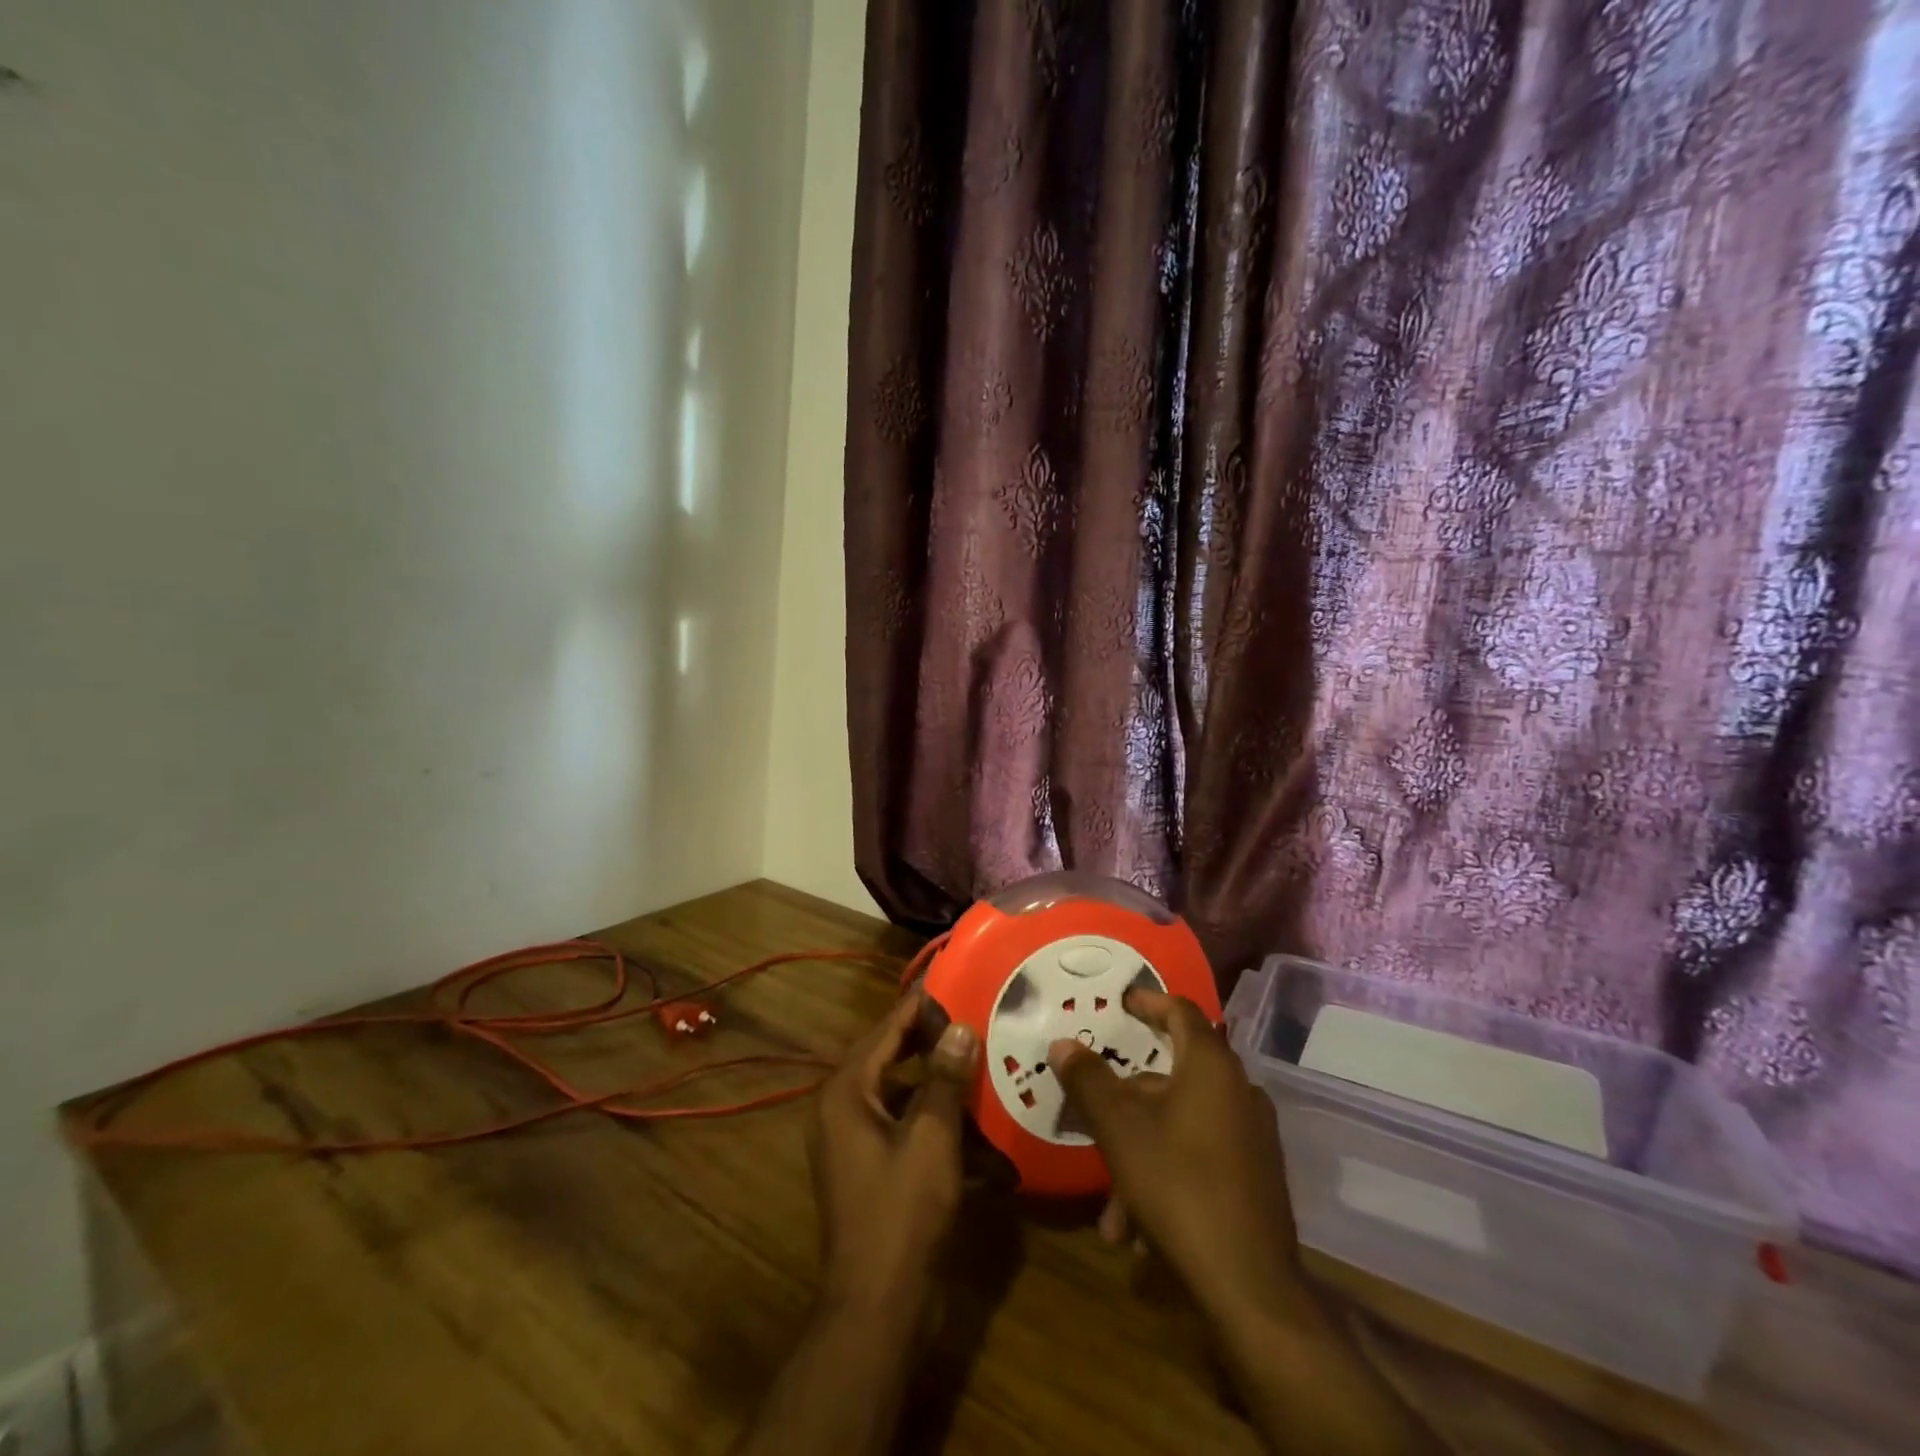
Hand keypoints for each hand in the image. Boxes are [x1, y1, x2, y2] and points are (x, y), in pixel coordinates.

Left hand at [810, 989, 978, 1310]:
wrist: (878, 1309)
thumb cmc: (901, 1213)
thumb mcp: (931, 1139)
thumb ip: (946, 1080)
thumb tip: (959, 1027)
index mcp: (847, 1092)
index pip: (886, 1029)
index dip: (920, 1004)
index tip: (953, 977)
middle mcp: (845, 1109)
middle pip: (894, 1059)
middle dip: (935, 1043)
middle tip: (976, 1015)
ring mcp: (858, 1142)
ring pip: (906, 1096)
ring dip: (943, 1087)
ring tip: (984, 1062)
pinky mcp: (875, 1170)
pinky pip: (909, 1130)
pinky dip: (940, 1126)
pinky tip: (982, 1127)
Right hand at [1047, 987, 1299, 1324]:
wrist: (1251, 1288)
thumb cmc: (1178, 1185)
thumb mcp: (1119, 1128)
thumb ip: (1088, 1079)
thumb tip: (1063, 1043)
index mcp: (1211, 1066)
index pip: (1180, 1011)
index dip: (1148, 1001)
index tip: (1121, 1001)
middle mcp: (1238, 1091)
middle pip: (1171, 1078)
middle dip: (1126, 1103)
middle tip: (1094, 1115)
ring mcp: (1252, 1137)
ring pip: (1180, 1126)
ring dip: (1139, 1153)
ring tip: (1110, 1206)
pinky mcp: (1256, 1179)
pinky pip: (1200, 1159)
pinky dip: (1165, 1177)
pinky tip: (1138, 1230)